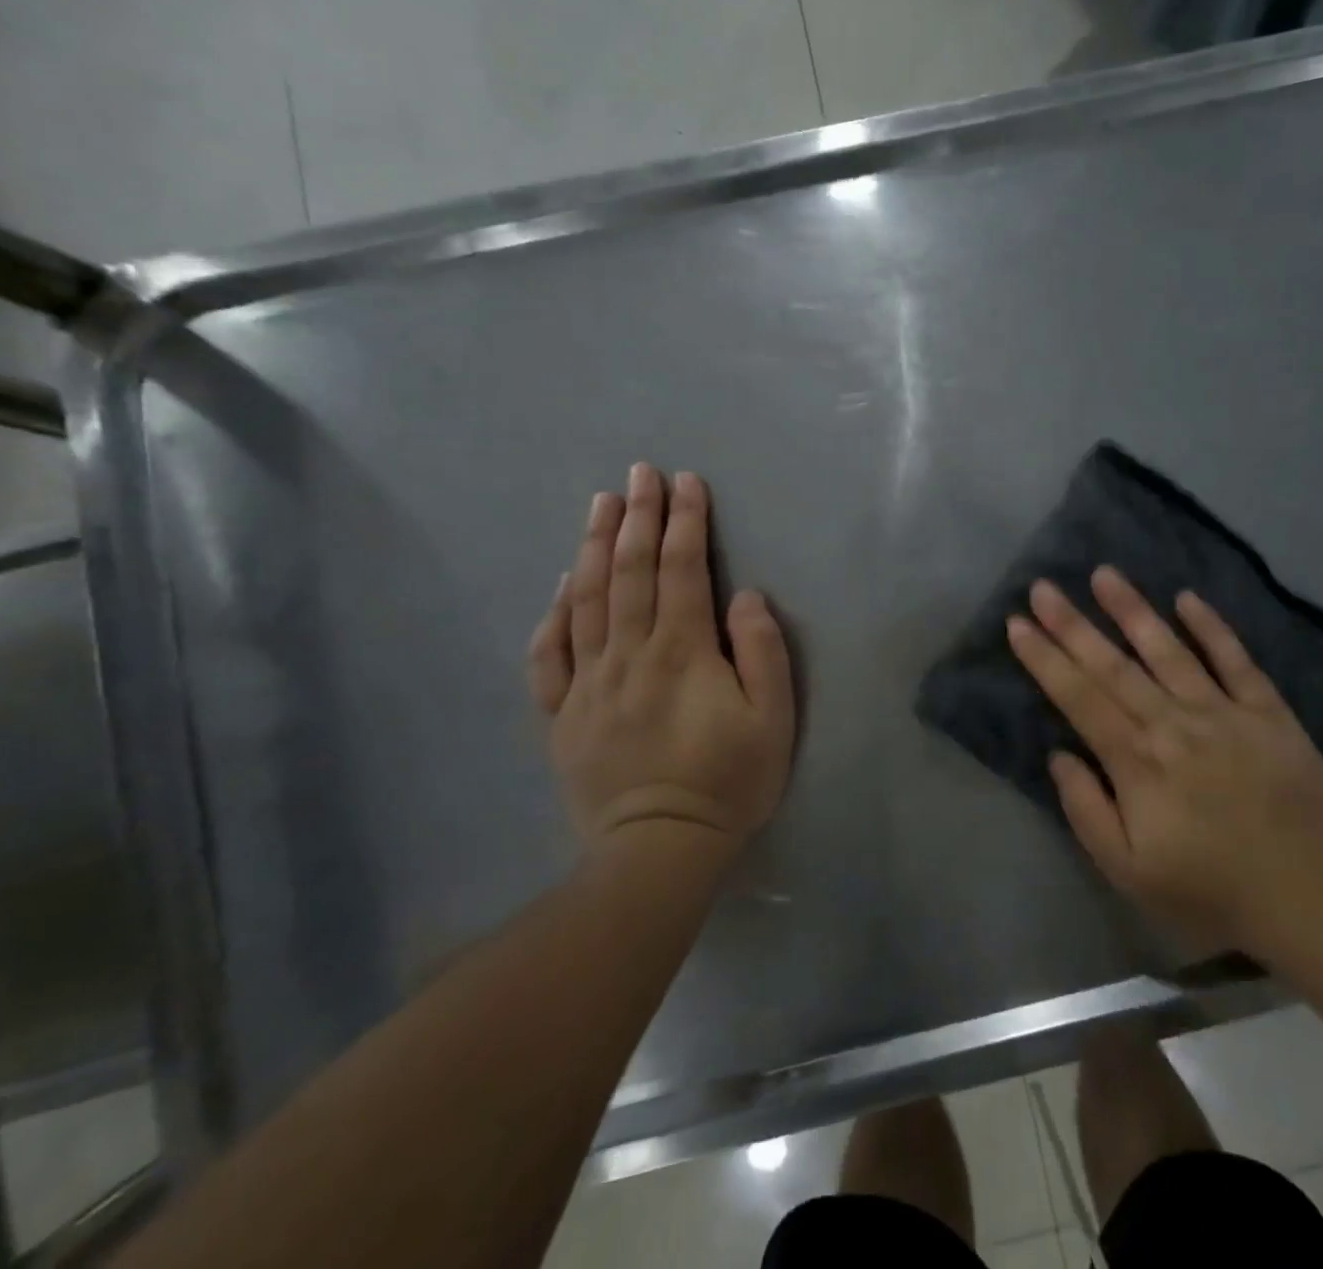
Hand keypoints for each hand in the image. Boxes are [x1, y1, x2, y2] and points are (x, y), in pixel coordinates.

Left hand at [527, 465, 794, 851]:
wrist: (658, 850)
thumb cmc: (728, 781)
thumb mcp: (772, 719)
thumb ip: (762, 651)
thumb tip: (743, 595)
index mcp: (681, 651)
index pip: (682, 570)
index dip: (685, 522)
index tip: (686, 482)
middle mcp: (628, 654)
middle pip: (630, 572)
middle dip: (639, 517)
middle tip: (640, 473)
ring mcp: (588, 683)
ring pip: (587, 600)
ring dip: (596, 546)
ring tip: (601, 504)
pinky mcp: (563, 714)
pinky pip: (549, 654)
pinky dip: (554, 613)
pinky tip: (563, 585)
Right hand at [1006, 567, 1322, 953]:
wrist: (1314, 899)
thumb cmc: (1211, 891)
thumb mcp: (1129, 872)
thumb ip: (1087, 810)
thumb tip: (1059, 755)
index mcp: (1137, 762)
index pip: (1079, 698)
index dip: (1045, 659)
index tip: (1017, 624)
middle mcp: (1174, 724)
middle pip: (1113, 666)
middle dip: (1072, 624)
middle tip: (1042, 587)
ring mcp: (1224, 712)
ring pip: (1168, 651)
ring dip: (1133, 610)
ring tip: (1104, 574)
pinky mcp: (1268, 712)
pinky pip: (1236, 660)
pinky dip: (1212, 628)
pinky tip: (1187, 598)